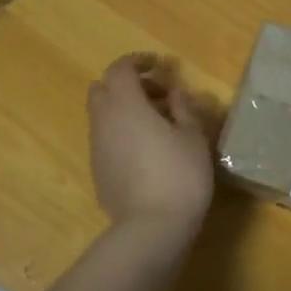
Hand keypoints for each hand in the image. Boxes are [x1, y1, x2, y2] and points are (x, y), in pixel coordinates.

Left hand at [87, 53, 215, 237]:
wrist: (151, 228)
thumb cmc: (179, 175)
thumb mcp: (193, 138)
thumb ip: (183, 109)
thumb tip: (174, 93)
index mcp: (126, 105)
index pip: (120, 69)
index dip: (137, 62)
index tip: (158, 65)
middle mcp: (104, 121)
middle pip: (102, 89)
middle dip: (126, 85)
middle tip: (158, 96)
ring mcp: (96, 148)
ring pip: (101, 116)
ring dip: (123, 110)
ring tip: (156, 125)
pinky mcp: (97, 171)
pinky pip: (104, 139)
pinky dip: (120, 133)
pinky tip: (145, 151)